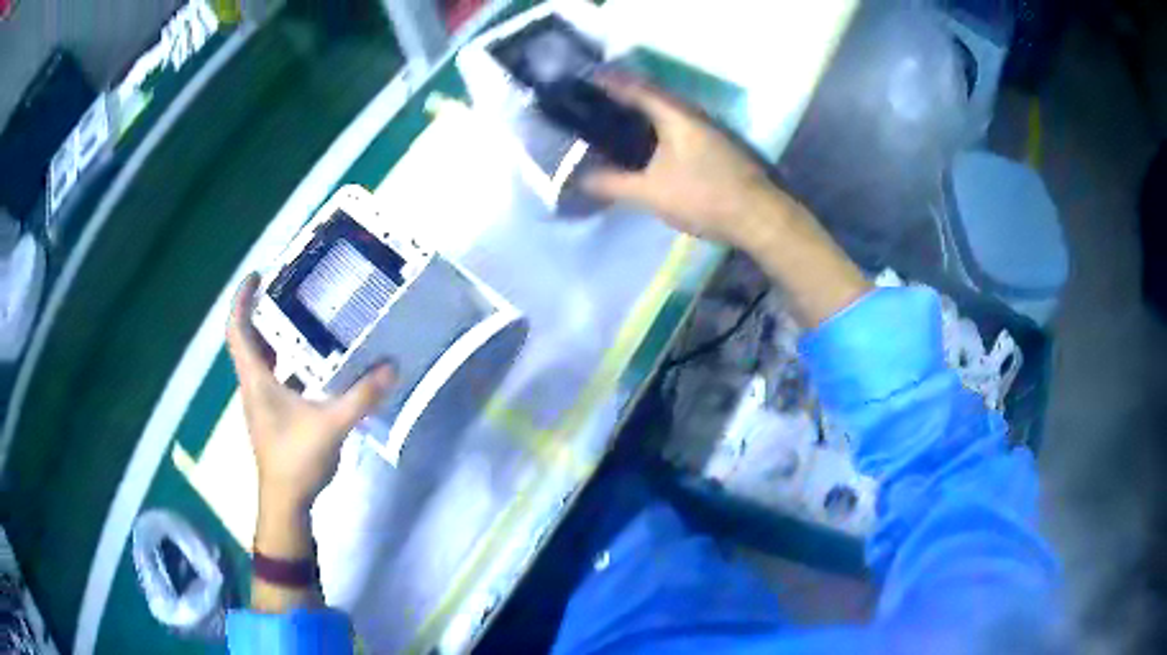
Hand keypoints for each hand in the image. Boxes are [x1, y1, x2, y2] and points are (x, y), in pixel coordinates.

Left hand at [226, 274, 395, 520]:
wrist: (286, 502)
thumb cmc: (296, 460)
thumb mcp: (331, 425)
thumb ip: (360, 397)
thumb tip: (391, 366)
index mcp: (256, 379)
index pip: (237, 330)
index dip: (242, 299)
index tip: (258, 275)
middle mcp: (254, 384)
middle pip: (250, 339)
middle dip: (265, 310)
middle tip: (293, 288)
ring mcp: (263, 401)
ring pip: (265, 358)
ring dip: (279, 336)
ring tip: (308, 316)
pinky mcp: (275, 414)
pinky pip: (279, 376)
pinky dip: (292, 362)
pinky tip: (319, 362)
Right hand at [584, 74, 796, 247]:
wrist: (758, 217)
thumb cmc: (704, 197)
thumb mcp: (651, 193)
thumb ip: (613, 184)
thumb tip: (579, 179)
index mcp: (675, 115)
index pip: (636, 88)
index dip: (610, 81)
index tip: (585, 78)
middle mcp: (693, 114)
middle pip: (652, 97)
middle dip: (623, 96)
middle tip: (595, 102)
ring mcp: (707, 130)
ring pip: (666, 113)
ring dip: (641, 113)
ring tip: (614, 121)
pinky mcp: (715, 146)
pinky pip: (676, 128)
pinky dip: (656, 130)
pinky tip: (645, 145)